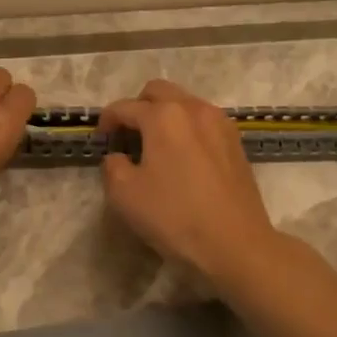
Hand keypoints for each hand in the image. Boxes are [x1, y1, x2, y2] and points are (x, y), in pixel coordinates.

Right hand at [97, 79, 282, 288]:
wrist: (236, 244)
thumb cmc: (175, 217)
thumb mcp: (125, 195)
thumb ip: (112, 166)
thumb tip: (118, 157)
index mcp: (164, 116)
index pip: (125, 107)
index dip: (106, 121)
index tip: (100, 140)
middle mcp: (194, 109)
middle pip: (158, 92)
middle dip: (137, 107)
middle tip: (127, 135)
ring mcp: (220, 123)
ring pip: (185, 103)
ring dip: (165, 115)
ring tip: (156, 146)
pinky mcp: (236, 142)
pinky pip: (204, 122)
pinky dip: (187, 128)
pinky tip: (183, 158)